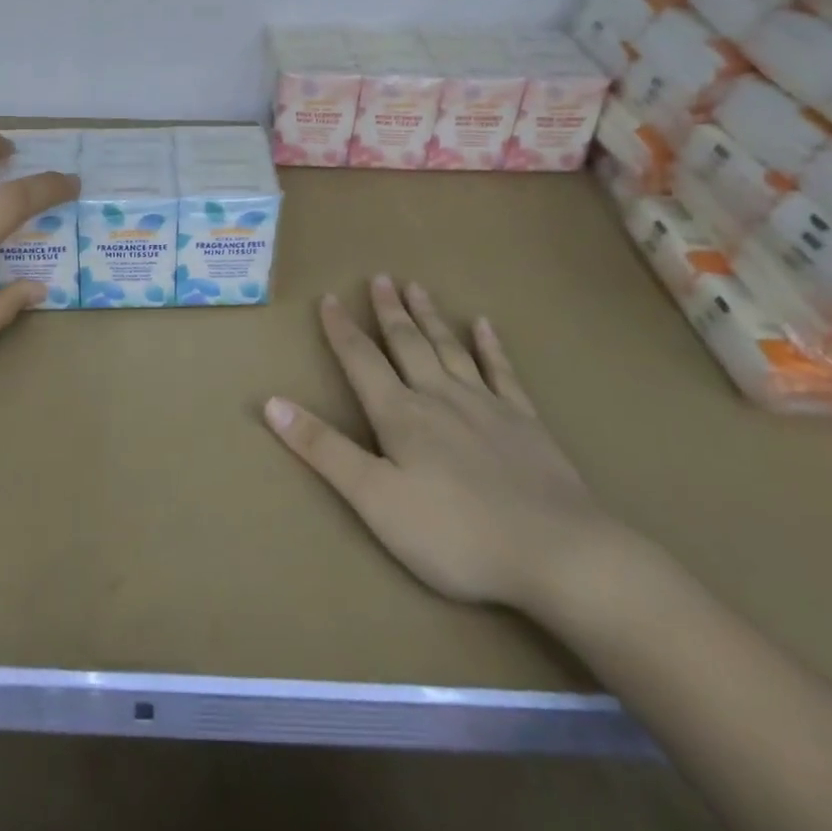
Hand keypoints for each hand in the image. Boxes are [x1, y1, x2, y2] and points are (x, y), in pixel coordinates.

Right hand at [263, 276, 620, 613]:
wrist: (559, 554)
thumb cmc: (455, 534)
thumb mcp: (374, 499)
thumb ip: (324, 449)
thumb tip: (272, 403)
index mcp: (401, 415)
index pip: (362, 361)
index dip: (342, 330)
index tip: (329, 298)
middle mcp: (440, 397)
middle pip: (408, 344)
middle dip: (389, 311)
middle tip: (379, 277)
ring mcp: (487, 406)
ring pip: (450, 348)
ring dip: (429, 317)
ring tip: (417, 287)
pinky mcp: (525, 424)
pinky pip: (502, 372)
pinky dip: (490, 346)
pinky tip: (485, 325)